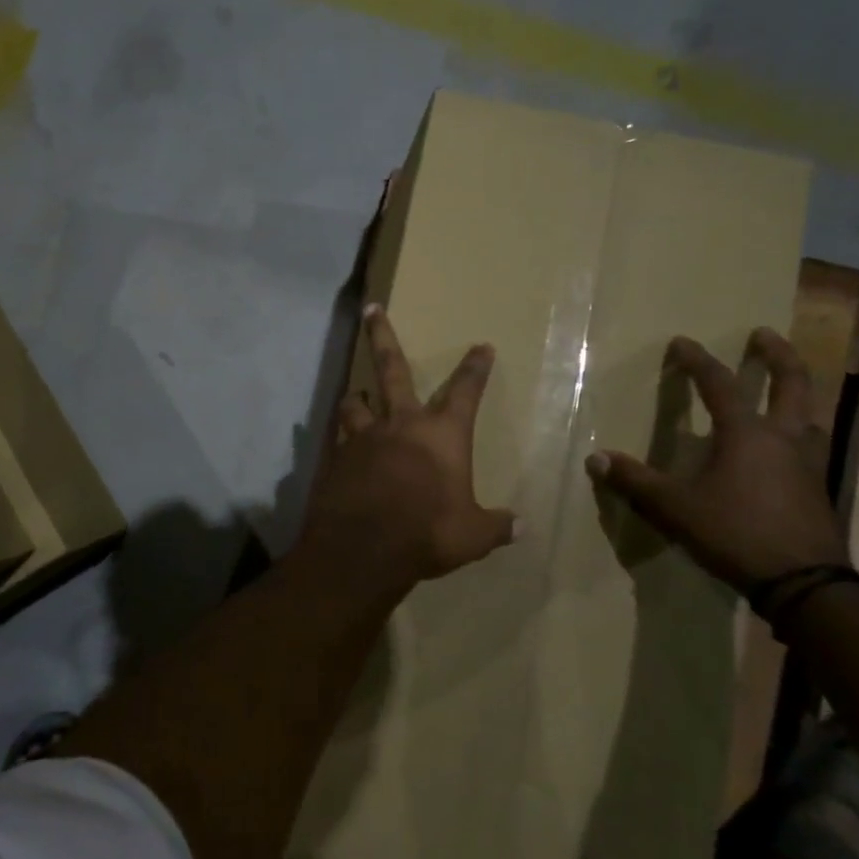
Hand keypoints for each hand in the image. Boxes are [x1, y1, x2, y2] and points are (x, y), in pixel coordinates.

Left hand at [298, 305, 517, 592]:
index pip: (465, 391)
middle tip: (372, 309)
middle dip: (383, 335)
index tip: (481, 346)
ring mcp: (363, 438)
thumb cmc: (426, 533)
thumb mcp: (471, 535)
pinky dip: (341, 438)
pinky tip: (339, 447)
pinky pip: (339, 439)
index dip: (475, 368)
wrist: (362, 548)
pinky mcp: (336, 458)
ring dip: (357, 397)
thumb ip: (495, 526)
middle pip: (392, 368)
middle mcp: (400, 424)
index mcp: (441, 435)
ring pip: (355, 403)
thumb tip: (522, 527)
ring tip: (356, 395)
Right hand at [584, 329, 848, 594]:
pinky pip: (807, 442)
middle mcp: (782, 437)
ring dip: (794, 391)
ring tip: (780, 385)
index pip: (720, 385)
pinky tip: (779, 444)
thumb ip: (635, 482)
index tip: (682, 341)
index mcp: (747, 434)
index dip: (698, 361)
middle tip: (763, 334)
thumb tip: (595, 459)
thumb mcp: (675, 508)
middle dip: (777, 354)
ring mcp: (807, 462)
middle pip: (792, 383)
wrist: (805, 583)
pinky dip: (794, 427)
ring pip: (807, 412)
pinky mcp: (816, 487)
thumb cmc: (735, 533)